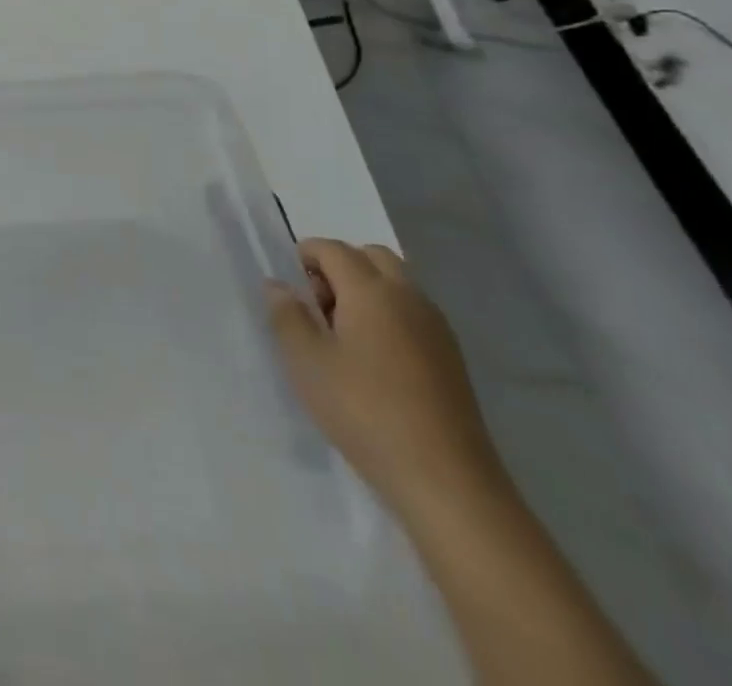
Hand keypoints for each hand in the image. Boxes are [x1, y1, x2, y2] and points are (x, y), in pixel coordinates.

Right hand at [267, 238, 505, 525]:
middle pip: (371, 256)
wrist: (446, 481)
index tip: (291, 288)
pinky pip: (413, 313)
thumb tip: (280, 286)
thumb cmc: (364, 410)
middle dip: (340, 266)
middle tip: (318, 306)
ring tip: (343, 335)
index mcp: (372, 290)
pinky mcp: (451, 358)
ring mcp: (436, 327)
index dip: (306, 256)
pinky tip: (374, 359)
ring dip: (366, 290)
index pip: (334, 249)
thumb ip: (287, 315)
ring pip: (396, 283)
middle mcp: (408, 297)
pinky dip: (389, 315)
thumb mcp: (306, 361)